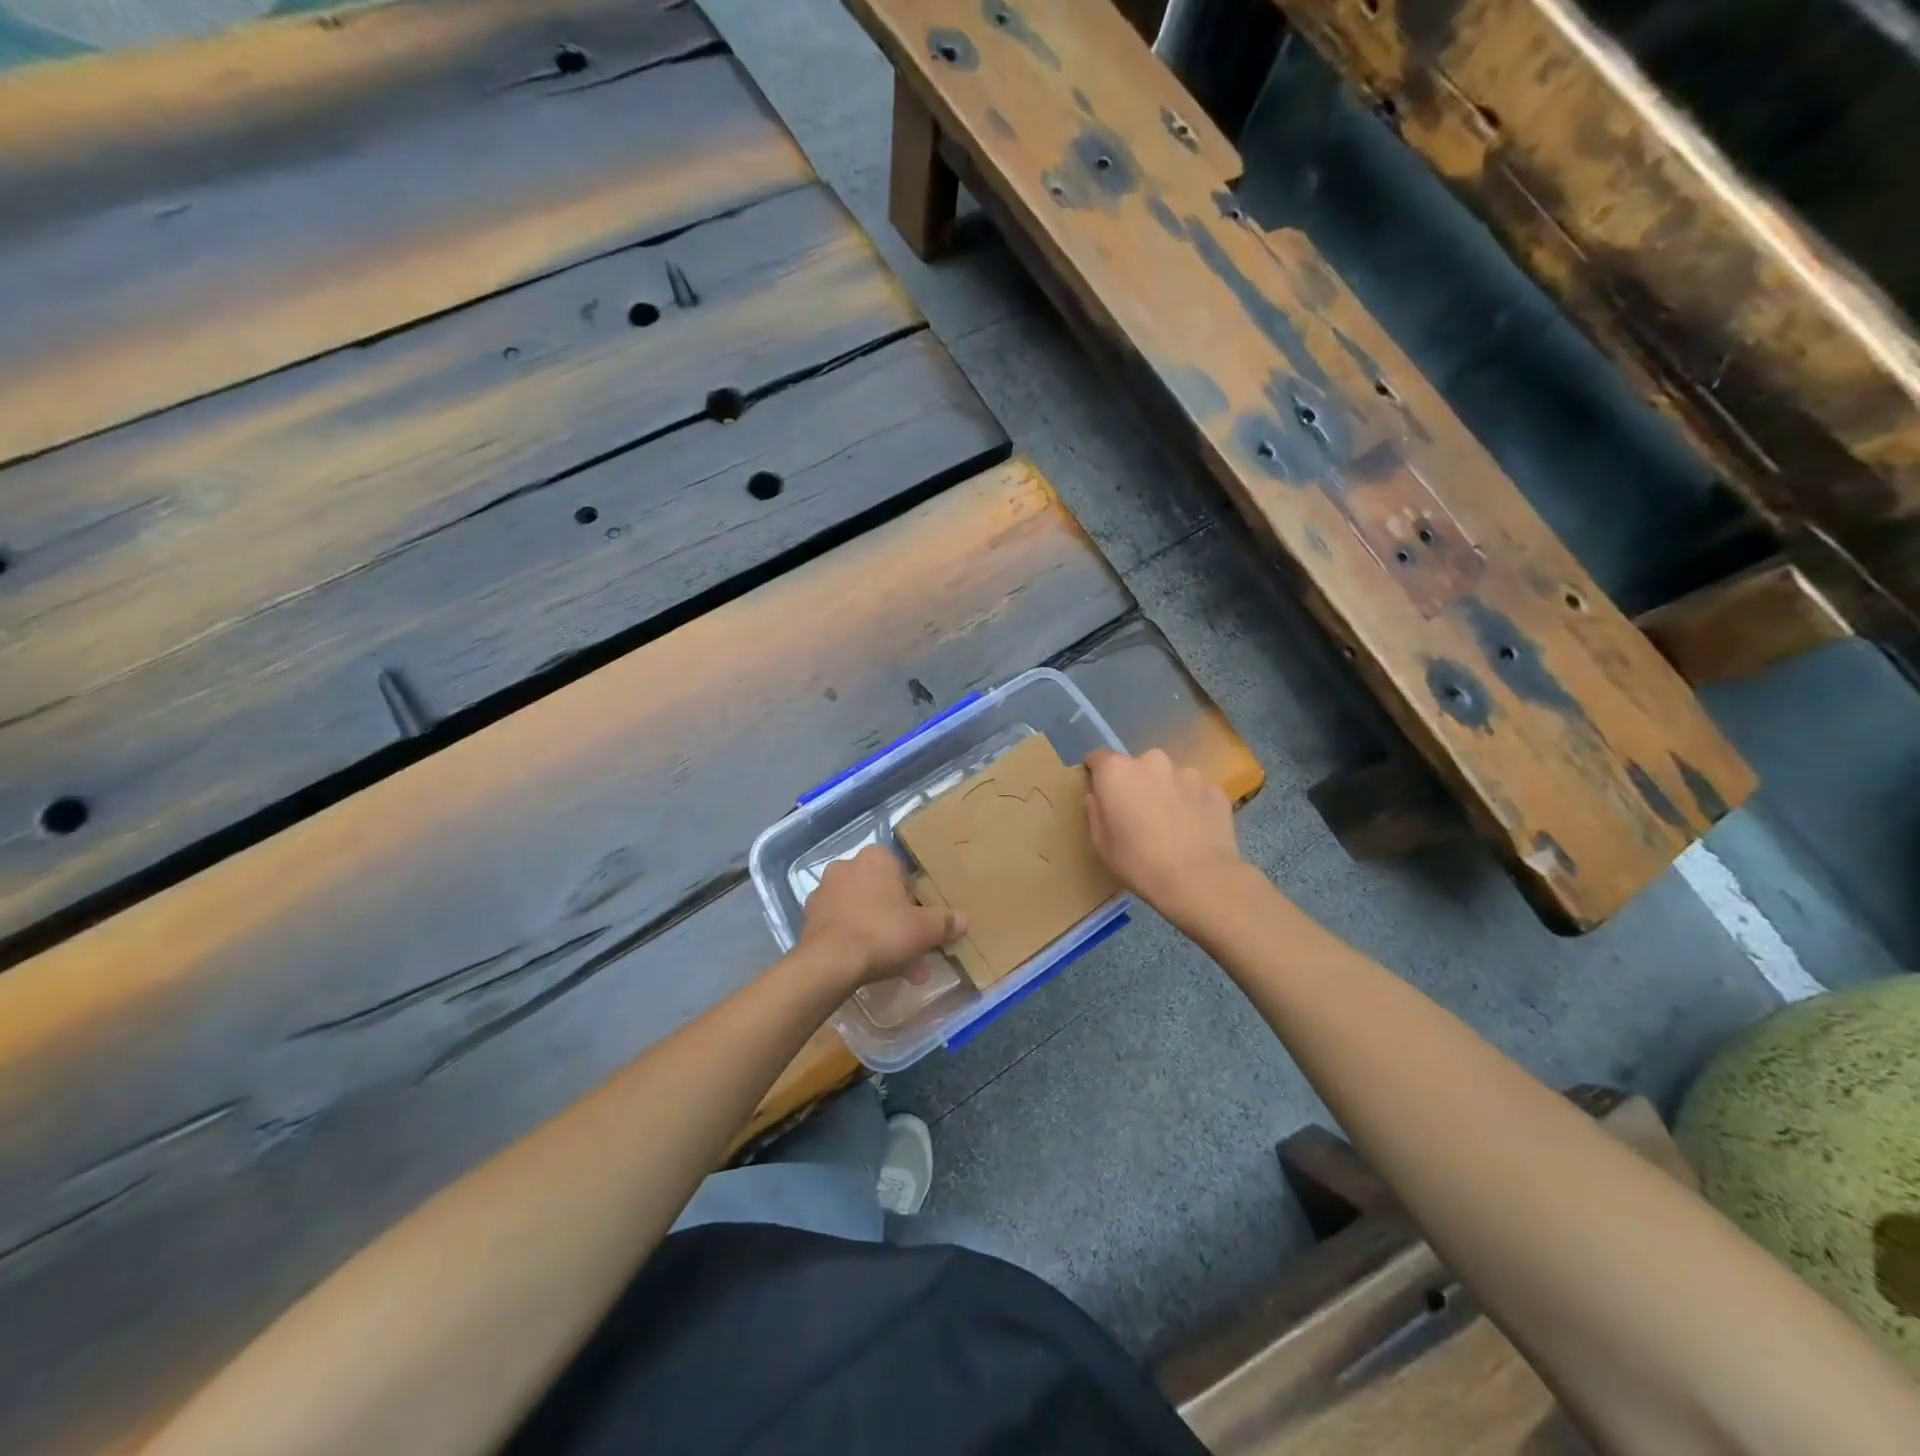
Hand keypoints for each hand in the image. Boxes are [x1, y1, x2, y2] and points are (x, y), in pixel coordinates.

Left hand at [799, 845, 966, 987]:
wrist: (830, 962)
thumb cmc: (883, 933)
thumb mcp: (925, 929)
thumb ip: (945, 922)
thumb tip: (962, 920)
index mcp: (876, 858)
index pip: (903, 874)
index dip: (916, 902)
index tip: (922, 925)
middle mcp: (847, 866)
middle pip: (883, 895)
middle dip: (899, 924)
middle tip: (913, 952)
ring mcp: (825, 891)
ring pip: (863, 912)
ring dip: (880, 935)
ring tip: (896, 969)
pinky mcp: (810, 917)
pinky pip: (843, 926)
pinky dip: (857, 942)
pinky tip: (869, 967)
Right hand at [1085, 748, 1246, 919]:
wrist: (1200, 880)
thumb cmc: (1140, 863)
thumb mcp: (1102, 844)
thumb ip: (1095, 812)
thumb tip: (1097, 797)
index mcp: (1118, 771)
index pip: (1098, 758)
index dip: (1097, 774)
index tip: (1101, 794)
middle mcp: (1152, 761)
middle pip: (1137, 767)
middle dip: (1135, 784)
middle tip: (1138, 815)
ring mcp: (1188, 772)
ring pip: (1169, 777)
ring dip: (1165, 792)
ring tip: (1170, 825)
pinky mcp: (1214, 789)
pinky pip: (1194, 792)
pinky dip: (1191, 804)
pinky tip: (1193, 831)